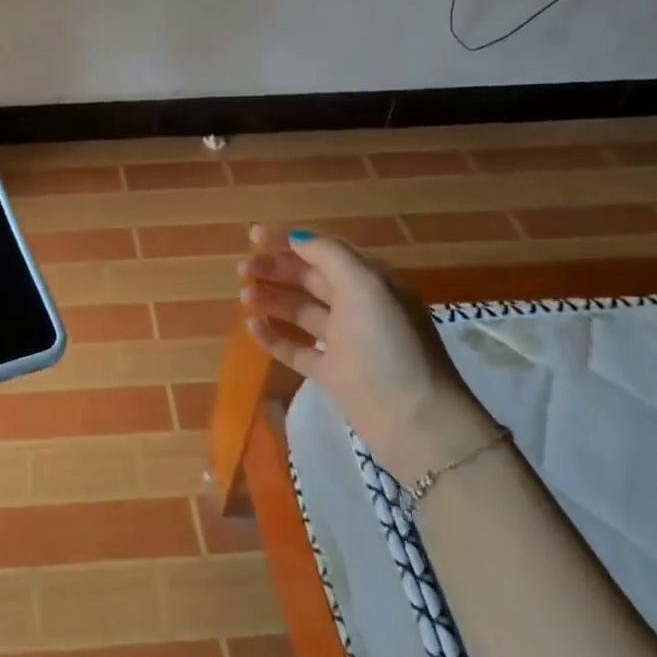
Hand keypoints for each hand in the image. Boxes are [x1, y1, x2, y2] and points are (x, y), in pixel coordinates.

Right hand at [239, 225, 494, 483]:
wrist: (414, 420)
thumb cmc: (389, 345)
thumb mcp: (366, 287)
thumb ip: (330, 256)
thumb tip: (296, 239)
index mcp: (369, 283)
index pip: (324, 251)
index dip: (289, 240)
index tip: (253, 235)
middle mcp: (356, 307)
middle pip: (308, 279)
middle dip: (275, 269)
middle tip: (243, 269)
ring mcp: (343, 342)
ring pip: (299, 311)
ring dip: (271, 298)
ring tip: (244, 295)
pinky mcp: (331, 374)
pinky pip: (295, 348)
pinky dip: (273, 335)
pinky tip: (252, 326)